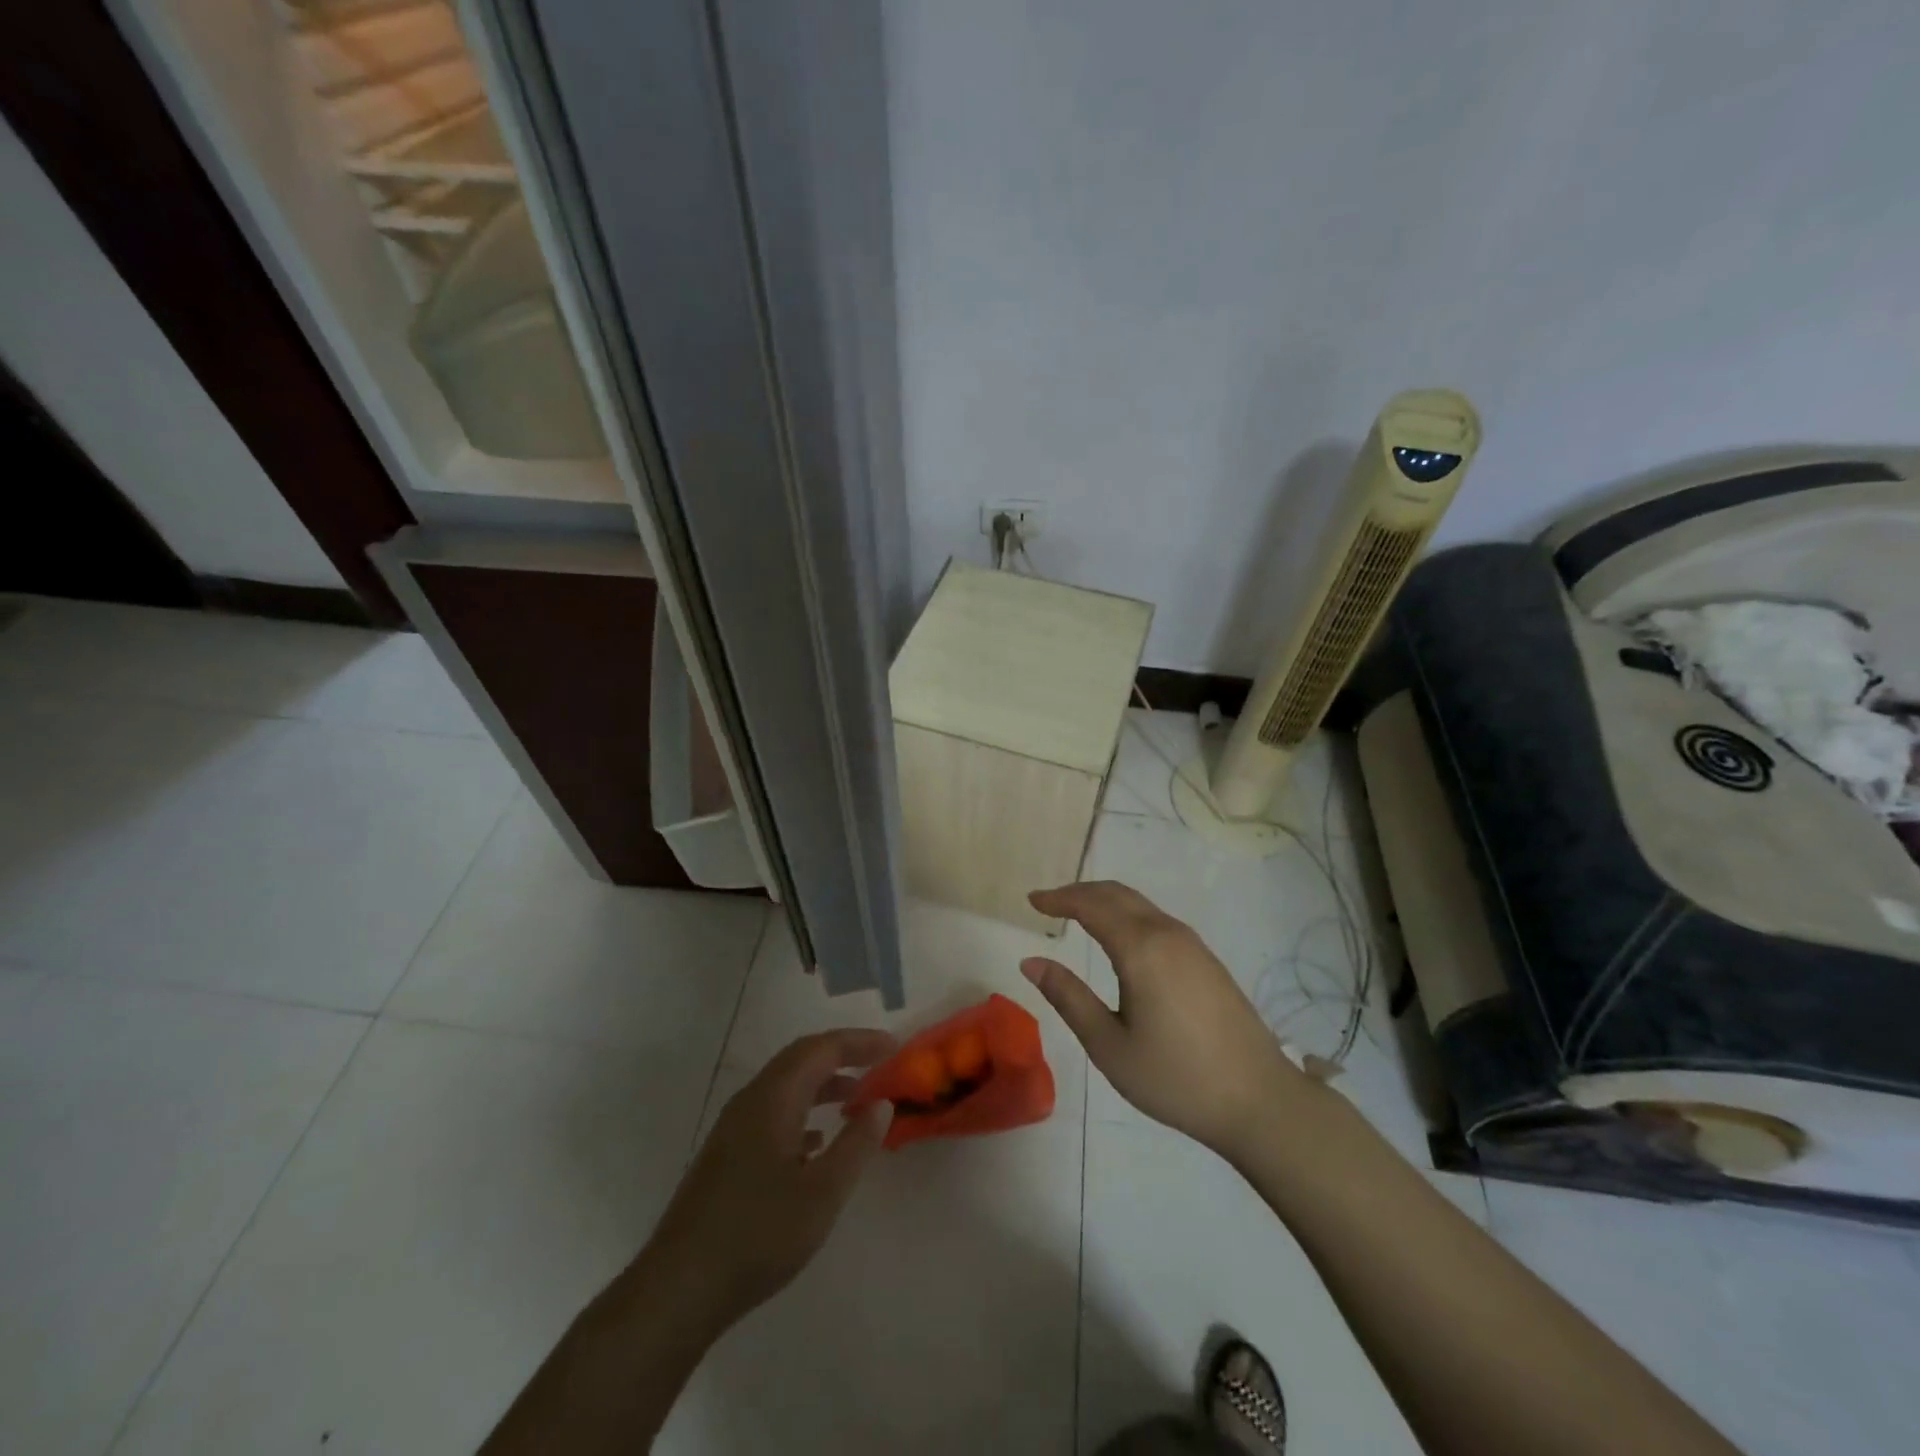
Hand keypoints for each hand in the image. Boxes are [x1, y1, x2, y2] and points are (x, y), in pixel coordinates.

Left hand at [646, 1029, 895, 1330]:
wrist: (679, 1289)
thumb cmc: (758, 1234)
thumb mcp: (822, 1193)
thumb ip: (856, 1144)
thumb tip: (882, 1103)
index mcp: (773, 1098)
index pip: (821, 1049)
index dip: (859, 1042)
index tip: (894, 1047)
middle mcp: (751, 1101)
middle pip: (800, 1059)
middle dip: (842, 1055)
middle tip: (879, 1063)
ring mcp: (733, 1128)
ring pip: (785, 1086)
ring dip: (823, 1084)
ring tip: (857, 1100)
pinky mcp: (726, 1156)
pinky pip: (773, 1112)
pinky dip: (803, 1111)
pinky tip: (817, 1142)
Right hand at [1021, 881, 1304, 1156]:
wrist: (1259, 1100)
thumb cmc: (1175, 1077)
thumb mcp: (1109, 1045)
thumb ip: (1068, 997)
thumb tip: (1031, 961)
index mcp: (1141, 948)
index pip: (1091, 906)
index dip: (1059, 899)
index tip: (1032, 901)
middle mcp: (1167, 933)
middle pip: (1117, 894)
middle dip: (1080, 892)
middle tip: (1049, 902)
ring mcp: (1192, 944)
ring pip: (1140, 904)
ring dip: (1105, 900)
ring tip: (1077, 914)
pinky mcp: (1207, 960)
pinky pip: (1157, 919)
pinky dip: (1127, 914)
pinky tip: (1119, 938)